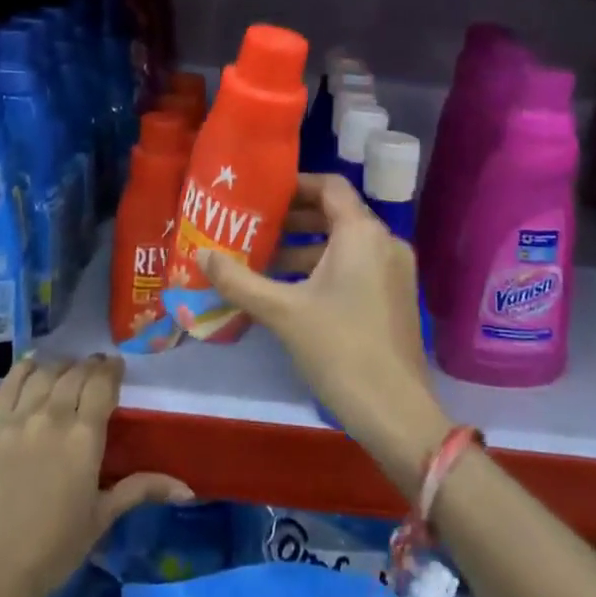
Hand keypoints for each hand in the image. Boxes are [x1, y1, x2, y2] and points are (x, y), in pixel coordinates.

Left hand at [0, 355, 193, 596]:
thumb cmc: (55, 549)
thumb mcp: (102, 516)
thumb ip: (142, 489)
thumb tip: (187, 488)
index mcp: (85, 436)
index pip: (102, 383)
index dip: (111, 369)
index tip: (116, 367)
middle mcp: (53, 417)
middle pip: (75, 374)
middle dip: (89, 366)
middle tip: (94, 369)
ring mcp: (17, 419)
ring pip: (44, 374)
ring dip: (60, 367)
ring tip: (65, 370)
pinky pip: (9, 384)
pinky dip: (24, 370)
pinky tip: (32, 366)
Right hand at [198, 174, 454, 487]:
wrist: (395, 412)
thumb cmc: (339, 348)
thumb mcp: (283, 312)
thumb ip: (239, 280)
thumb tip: (201, 255)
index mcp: (362, 233)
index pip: (329, 186)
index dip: (295, 184)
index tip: (262, 193)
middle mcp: (384, 241)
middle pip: (335, 214)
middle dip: (294, 219)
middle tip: (254, 226)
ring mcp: (394, 271)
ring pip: (344, 244)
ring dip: (305, 248)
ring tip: (263, 260)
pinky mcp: (394, 297)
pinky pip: (356, 266)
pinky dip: (324, 268)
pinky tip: (290, 290)